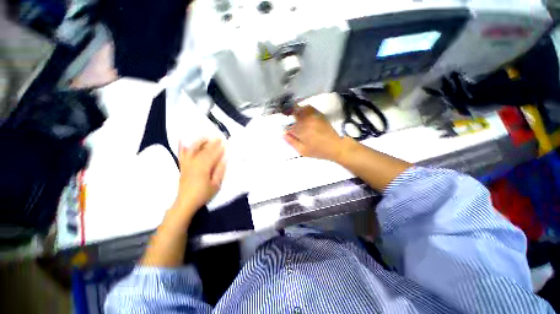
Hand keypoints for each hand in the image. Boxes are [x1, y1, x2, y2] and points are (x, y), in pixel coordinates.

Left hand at [172, 138, 225, 216]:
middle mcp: (194, 163)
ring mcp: (187, 164)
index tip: (225, 143)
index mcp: (204, 168)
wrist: (185, 202)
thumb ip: (220, 171)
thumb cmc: (203, 194)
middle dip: (213, 144)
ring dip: (199, 142)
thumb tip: (225, 159)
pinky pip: (181, 154)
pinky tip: (182, 140)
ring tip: (205, 136)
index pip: (213, 155)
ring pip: (193, 150)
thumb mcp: (215, 185)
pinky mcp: (182, 166)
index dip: (220, 149)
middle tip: (219, 138)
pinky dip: (182, 147)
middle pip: (204, 150)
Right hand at [284, 96, 344, 160]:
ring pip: (300, 109)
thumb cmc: (318, 151)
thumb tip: (283, 134)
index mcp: (302, 131)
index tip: (286, 130)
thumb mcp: (303, 151)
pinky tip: (303, 114)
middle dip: (288, 114)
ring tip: (293, 115)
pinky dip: (304, 109)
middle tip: (287, 119)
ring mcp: (313, 116)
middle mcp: (307, 121)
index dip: (286, 127)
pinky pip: (309, 108)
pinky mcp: (319, 115)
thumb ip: (292, 142)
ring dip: (295, 111)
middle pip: (293, 113)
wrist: (335, 146)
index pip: (289, 125)